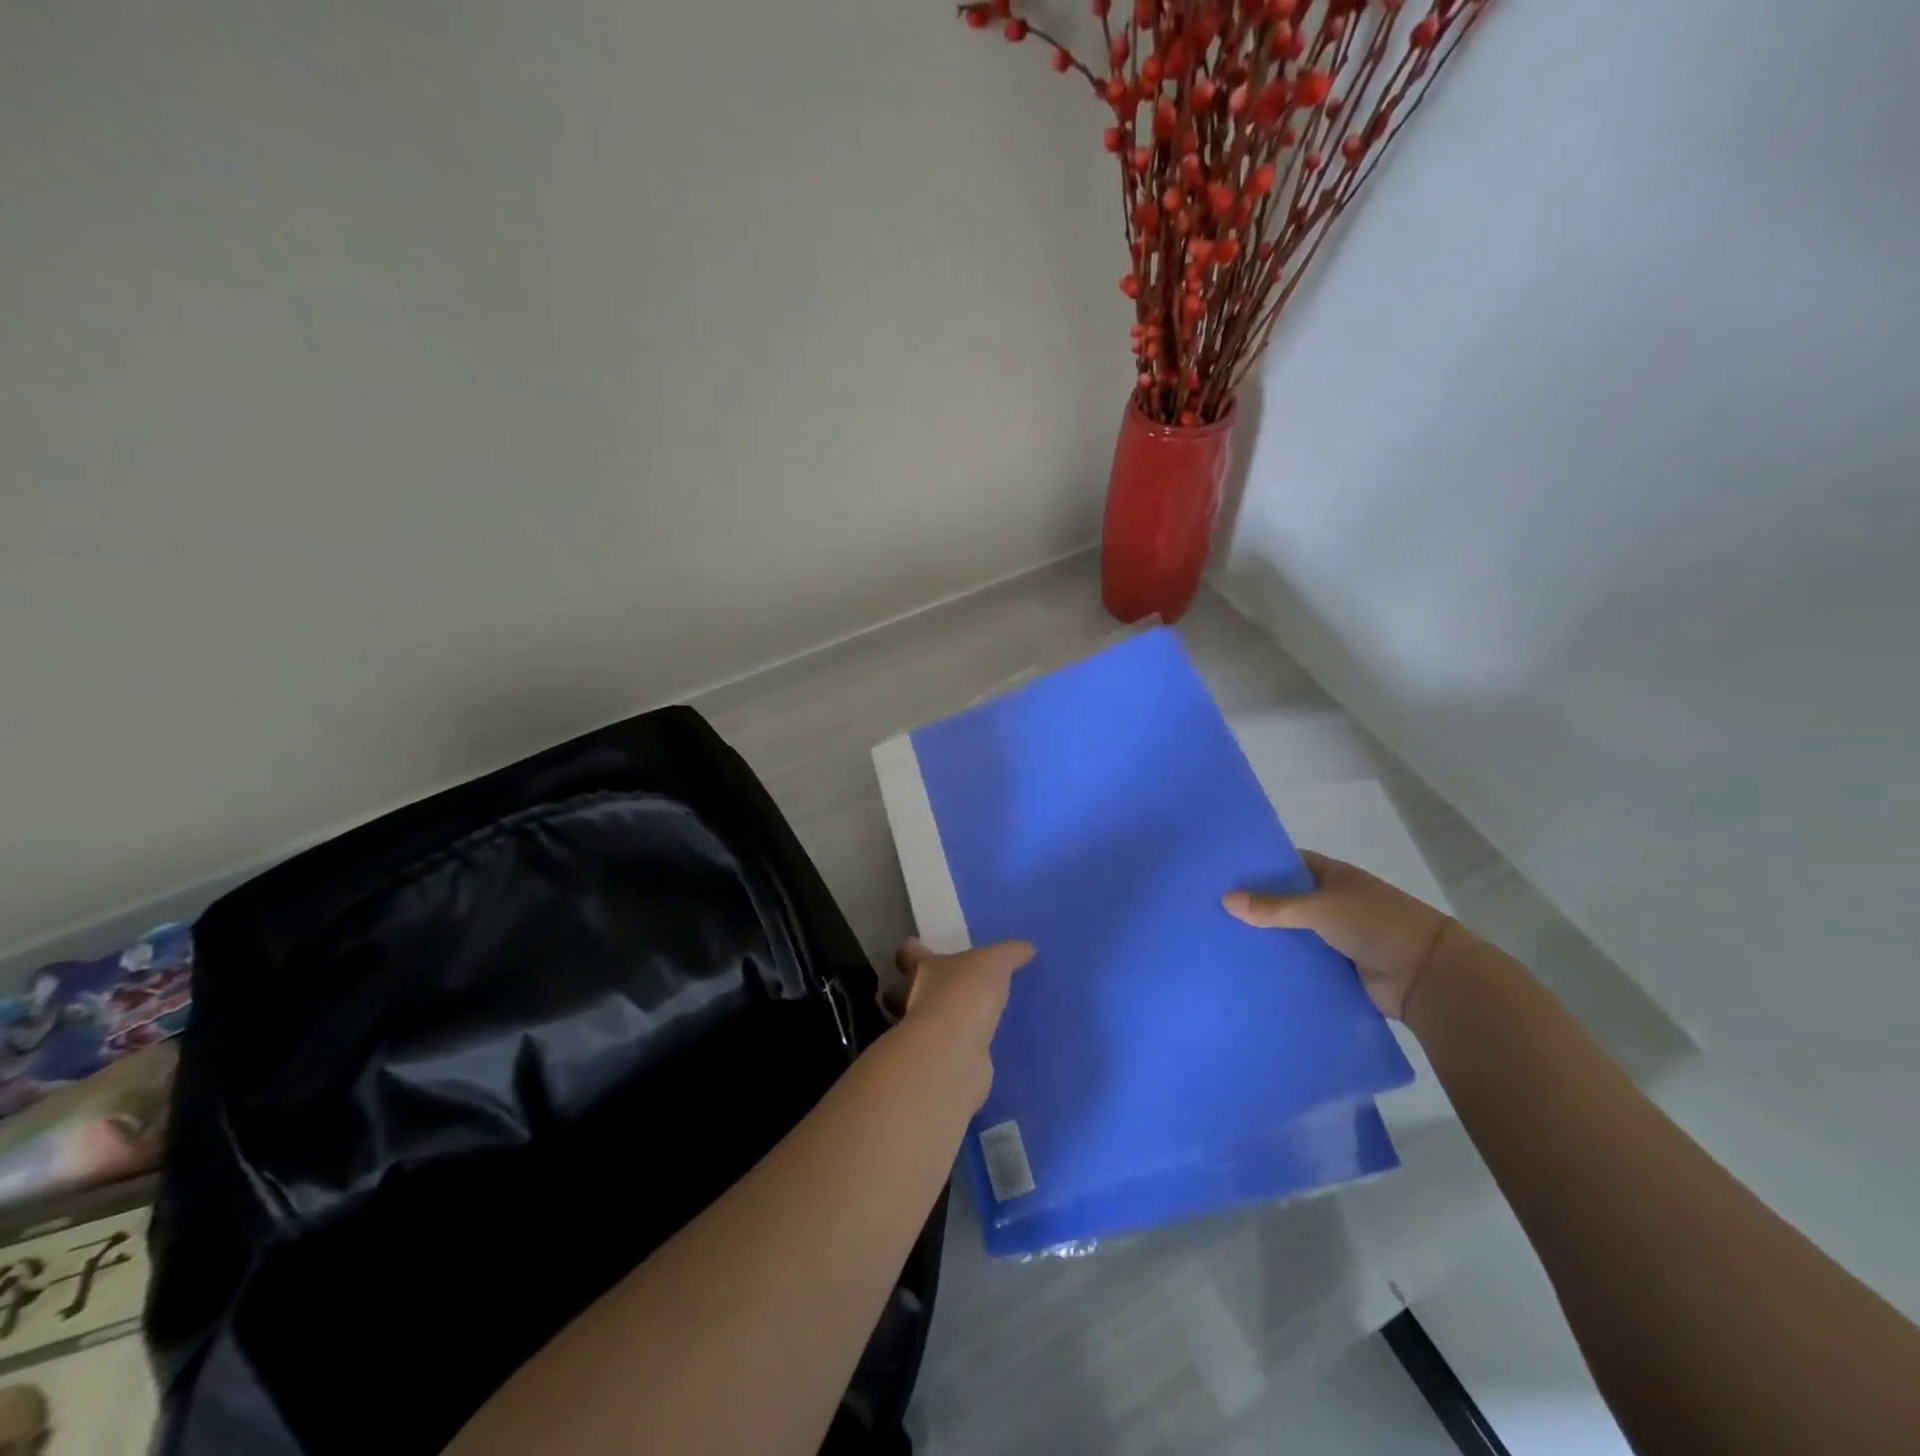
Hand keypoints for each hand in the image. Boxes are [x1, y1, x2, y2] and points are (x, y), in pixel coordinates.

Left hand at [889, 939, 1033, 1102]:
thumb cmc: (964, 994)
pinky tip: (968, 1048)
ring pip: (916, 1023)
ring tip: (954, 1021)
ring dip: (928, 1022)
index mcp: (921, 968)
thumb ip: (1009, 954)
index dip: (912, 949)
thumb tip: (1027, 947)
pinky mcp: (933, 1062)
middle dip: (909, 990)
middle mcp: (911, 999)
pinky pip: (939, 1050)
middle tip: (933, 989)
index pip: (907, 953)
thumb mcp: (994, 963)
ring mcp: (918, 1034)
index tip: (917, 947)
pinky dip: (949, 1048)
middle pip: (900, 991)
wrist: (953, 1052)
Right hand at [1224, 851, 1455, 1020]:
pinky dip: (1281, 964)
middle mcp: (1330, 902)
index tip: (1220, 873)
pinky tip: (1247, 967)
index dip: (1257, 866)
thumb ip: (1274, 906)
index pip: (1286, 864)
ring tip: (1219, 940)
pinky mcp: (1335, 966)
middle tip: (1210, 910)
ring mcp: (1333, 935)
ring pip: (1290, 932)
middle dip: (1254, 905)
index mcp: (1331, 876)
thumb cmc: (1376, 924)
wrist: (1427, 976)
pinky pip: (1300, 961)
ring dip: (1265, 938)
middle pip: (1284, 900)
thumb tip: (1225, 899)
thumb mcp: (1321, 908)